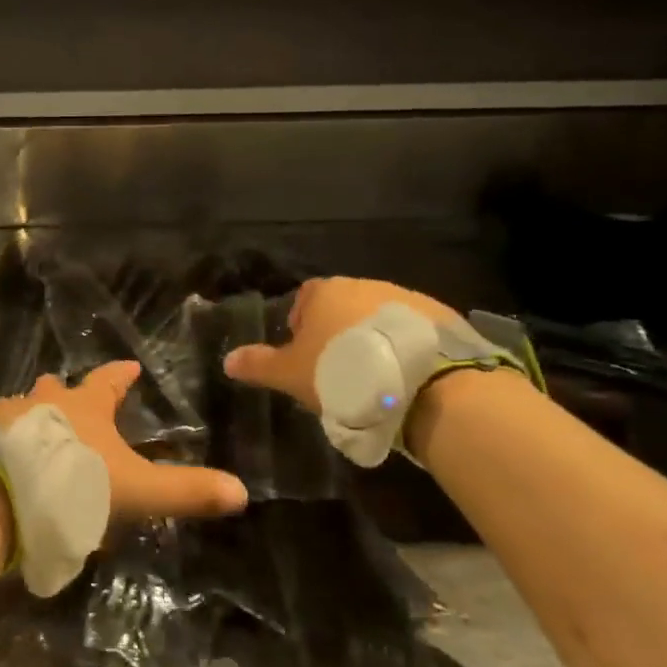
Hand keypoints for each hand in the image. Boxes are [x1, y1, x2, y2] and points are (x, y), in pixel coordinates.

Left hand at [0, 362, 247, 522]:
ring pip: (23, 405)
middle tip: (71, 394)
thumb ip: (185, 491)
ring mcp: (7, 417)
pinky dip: (3, 437)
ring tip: (35, 425)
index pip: (109, 381)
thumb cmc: (75, 483)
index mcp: (86, 406)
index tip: (130, 366)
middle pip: (58, 387)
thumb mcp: (138, 491)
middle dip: (67, 390)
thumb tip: (241, 491)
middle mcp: (45, 401)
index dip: (121, 375)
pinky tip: (3, 453)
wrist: (3, 494)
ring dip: (32, 412)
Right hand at [221, 277, 457, 413]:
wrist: (421, 382)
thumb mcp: (291, 374)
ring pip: (378, 316)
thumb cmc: (343, 372)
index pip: (304, 298)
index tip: (305, 355)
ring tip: (376, 376)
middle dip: (339, 331)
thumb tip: (227, 360)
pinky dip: (405, 347)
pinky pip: (412, 330)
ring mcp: (404, 298)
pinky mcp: (439, 317)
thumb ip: (259, 364)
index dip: (301, 325)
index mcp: (325, 292)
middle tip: (339, 369)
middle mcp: (363, 284)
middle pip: (343, 305)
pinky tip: (406, 375)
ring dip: (373, 338)